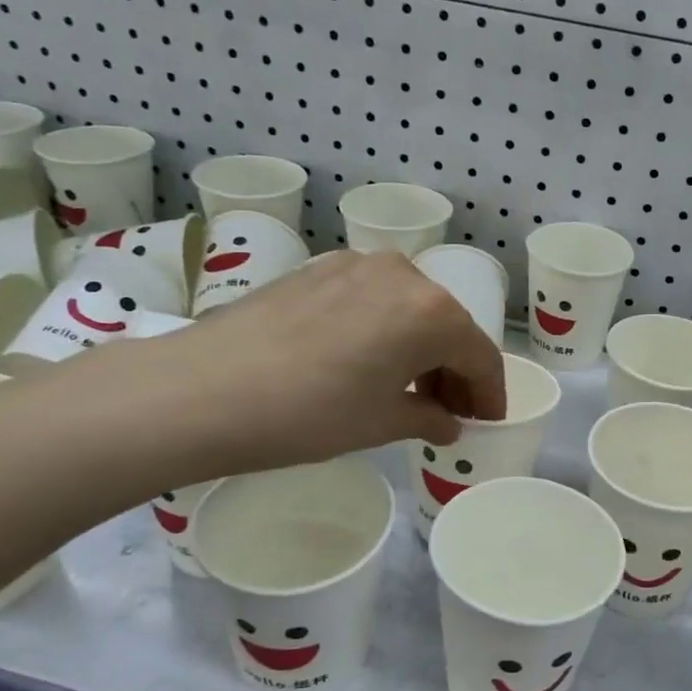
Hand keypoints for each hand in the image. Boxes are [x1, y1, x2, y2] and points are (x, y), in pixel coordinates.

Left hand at [88, 251, 506, 482]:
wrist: (203, 389)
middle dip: (454, 369)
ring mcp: (357, 265)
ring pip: (409, 308)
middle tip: (449, 410)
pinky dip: (383, 329)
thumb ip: (429, 418)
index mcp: (432, 312)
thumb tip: (447, 421)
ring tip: (407, 388)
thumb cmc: (310, 414)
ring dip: (419, 347)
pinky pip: (372, 299)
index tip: (486, 420)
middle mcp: (404, 275)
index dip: (488, 393)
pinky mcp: (319, 268)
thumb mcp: (381, 424)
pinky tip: (365, 360)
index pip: (479, 355)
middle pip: (447, 325)